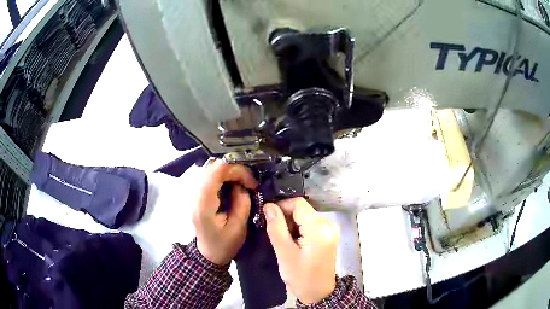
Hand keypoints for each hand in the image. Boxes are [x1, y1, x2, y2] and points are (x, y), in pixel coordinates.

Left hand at [192, 160, 257, 264]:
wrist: (208, 253)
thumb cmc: (224, 244)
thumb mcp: (239, 227)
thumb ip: (242, 203)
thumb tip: (242, 184)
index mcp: (203, 205)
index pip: (215, 173)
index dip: (236, 170)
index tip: (251, 181)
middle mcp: (194, 195)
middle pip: (213, 167)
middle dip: (235, 170)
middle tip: (249, 182)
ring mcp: (192, 193)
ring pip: (211, 169)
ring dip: (229, 172)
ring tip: (242, 183)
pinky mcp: (195, 193)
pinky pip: (209, 175)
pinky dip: (224, 176)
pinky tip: (232, 185)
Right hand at [264, 198, 338, 303]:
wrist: (318, 293)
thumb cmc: (301, 276)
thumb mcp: (284, 253)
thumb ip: (276, 227)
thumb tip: (268, 206)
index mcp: (320, 228)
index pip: (298, 203)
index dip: (281, 206)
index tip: (267, 217)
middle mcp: (328, 224)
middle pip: (302, 209)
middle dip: (285, 217)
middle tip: (274, 232)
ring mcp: (330, 229)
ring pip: (304, 216)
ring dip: (291, 224)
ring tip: (283, 240)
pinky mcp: (328, 234)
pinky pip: (310, 224)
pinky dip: (299, 229)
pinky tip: (293, 242)